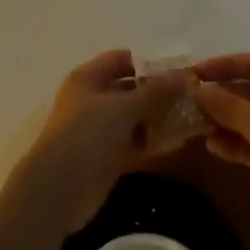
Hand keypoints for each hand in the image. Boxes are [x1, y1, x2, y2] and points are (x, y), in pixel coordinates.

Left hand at [18, 50, 197, 231]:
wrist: (58, 190)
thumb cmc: (88, 135)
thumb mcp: (124, 108)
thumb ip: (155, 91)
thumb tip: (184, 75)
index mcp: (88, 77)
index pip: (122, 59)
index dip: (150, 63)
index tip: (179, 69)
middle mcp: (91, 98)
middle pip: (129, 88)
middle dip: (158, 92)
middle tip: (191, 96)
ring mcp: (97, 129)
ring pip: (133, 117)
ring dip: (158, 118)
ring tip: (190, 119)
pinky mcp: (104, 156)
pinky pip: (132, 141)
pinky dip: (151, 141)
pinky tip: (176, 143)